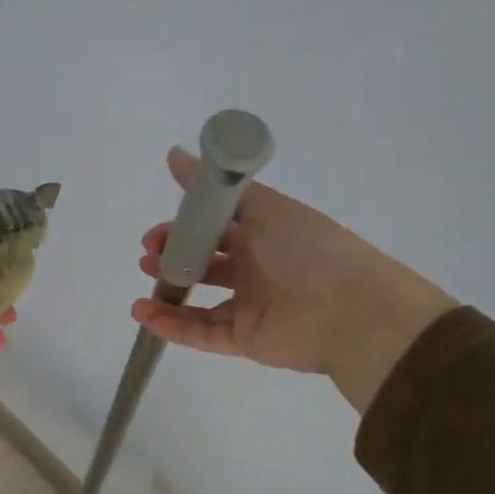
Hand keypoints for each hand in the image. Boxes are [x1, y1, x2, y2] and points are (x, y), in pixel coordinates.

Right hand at [132, 148, 456, 412]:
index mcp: (264, 233)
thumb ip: (216, 187)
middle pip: (204, 262)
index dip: (184, 226)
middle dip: (172, 257)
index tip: (158, 228)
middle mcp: (256, 268)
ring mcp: (250, 305)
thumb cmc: (307, 249)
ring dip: (168, 294)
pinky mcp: (245, 339)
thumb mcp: (263, 207)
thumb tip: (174, 154)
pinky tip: (144, 313)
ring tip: (144, 286)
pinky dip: (172, 326)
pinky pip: (202, 332)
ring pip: (199, 301)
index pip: (215, 228)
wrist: (351, 311)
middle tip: (149, 254)